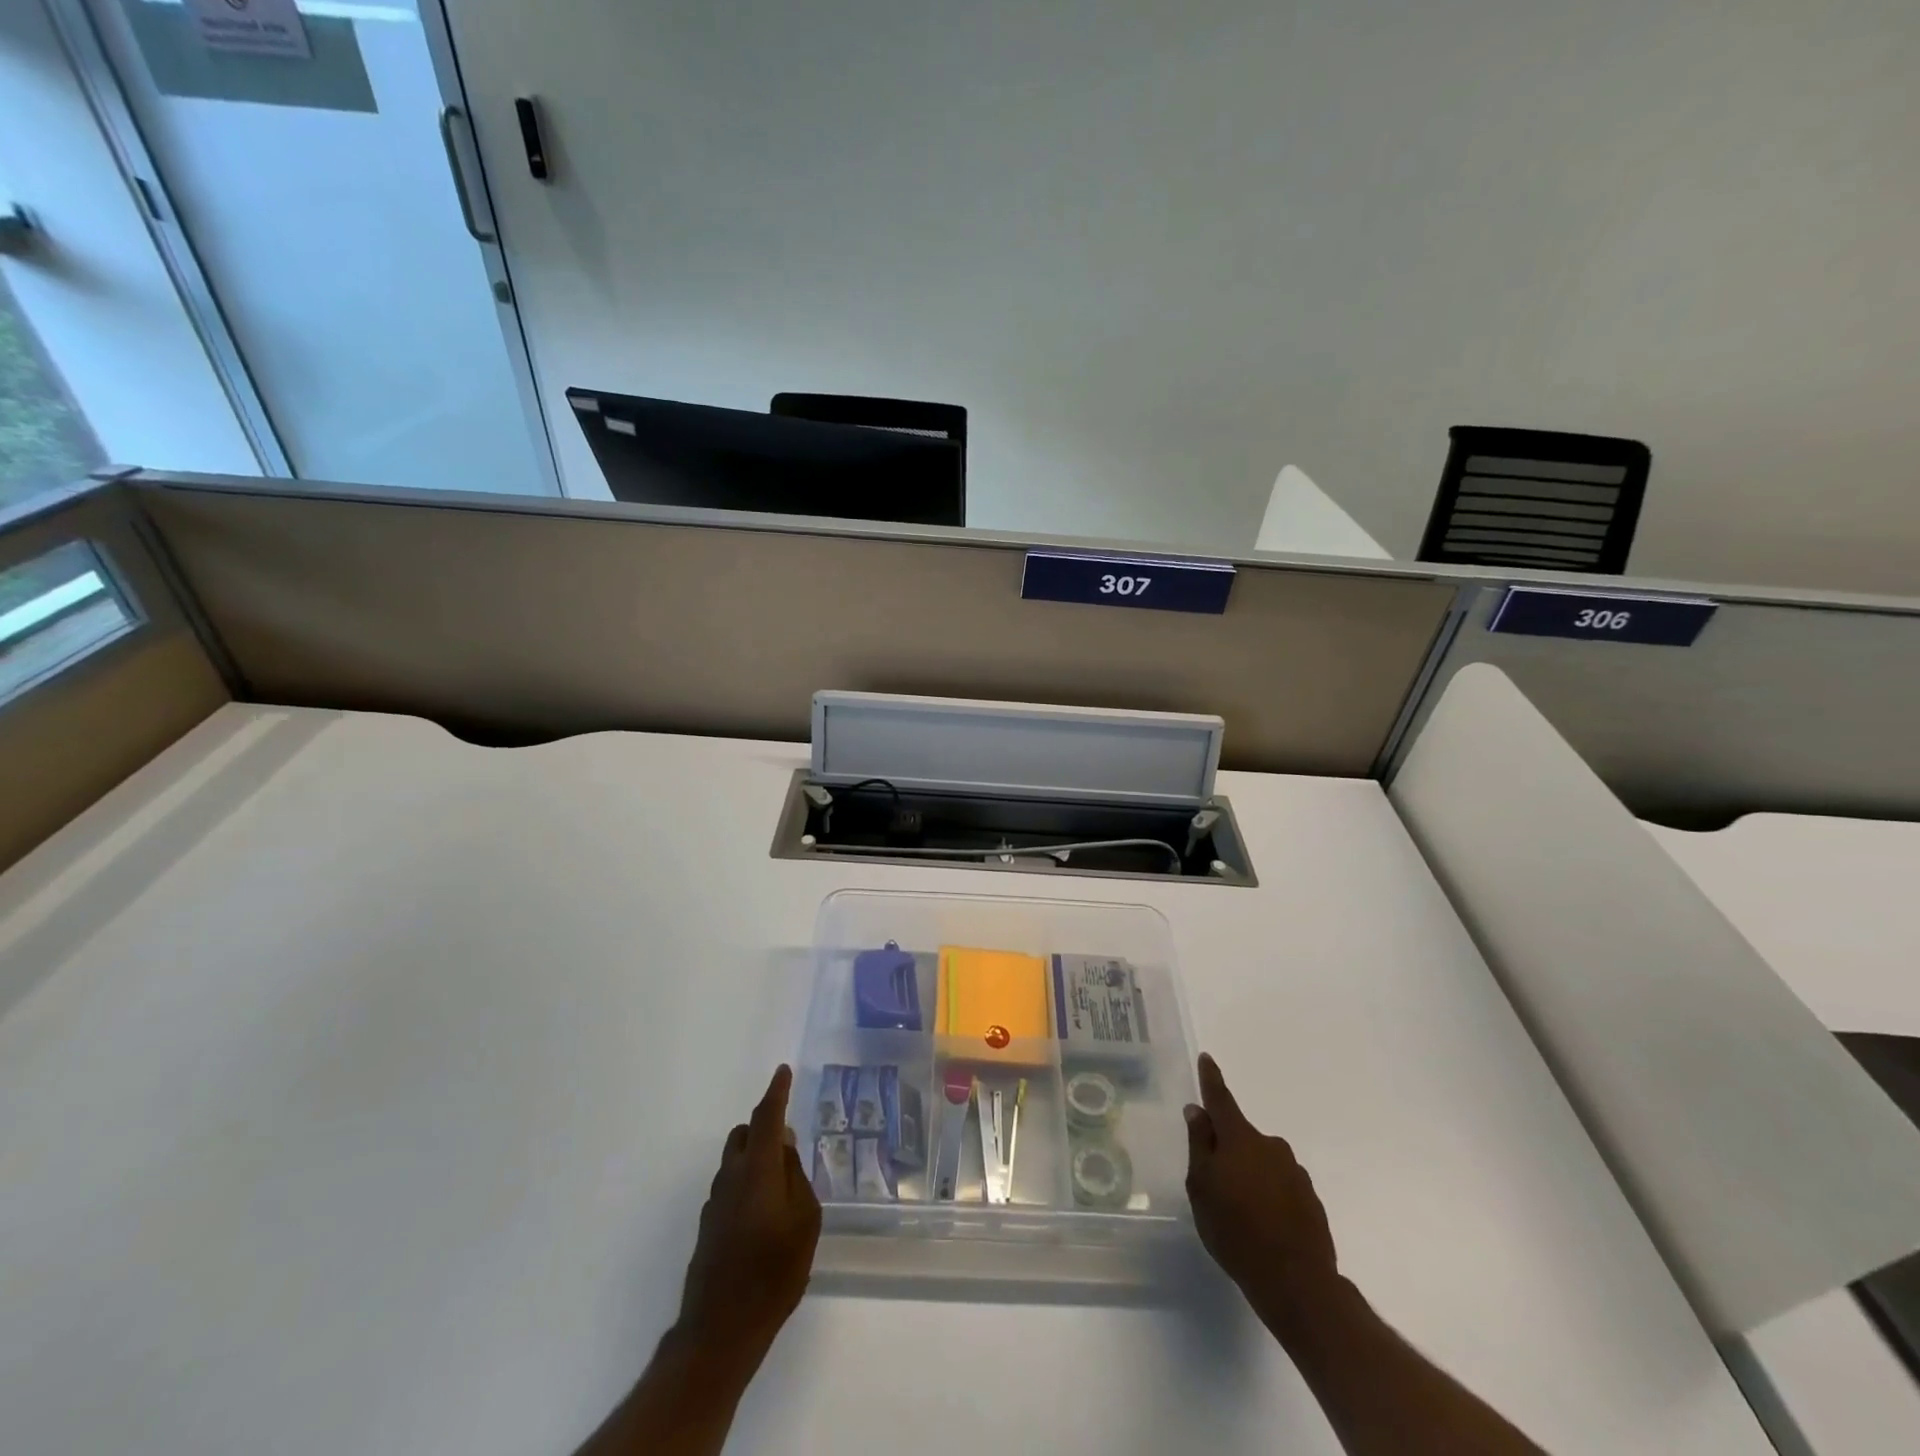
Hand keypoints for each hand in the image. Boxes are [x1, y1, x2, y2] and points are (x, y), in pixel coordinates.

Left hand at [676, 1065, 821, 1362]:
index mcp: (757, 1168)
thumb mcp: (804, 1219)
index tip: (782, 1071)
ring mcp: (715, 1202)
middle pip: (744, 1134)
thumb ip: (794, 1175)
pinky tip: (764, 1212)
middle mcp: (731, 1177)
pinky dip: (748, 1182)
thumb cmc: (774, 1271)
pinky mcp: (709, 1226)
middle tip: (789, 1138)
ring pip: (735, 1160)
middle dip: (764, 1126)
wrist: (721, 1329)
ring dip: (755, 1156)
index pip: (766, 1117)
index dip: (776, 1092)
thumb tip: (784, 1143)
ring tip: (781, 1180)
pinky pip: (731, 1186)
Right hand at [1185, 1052, 1337, 1313]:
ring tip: (1241, 1212)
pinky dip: (1271, 1196)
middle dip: (1229, 1149)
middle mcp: (1271, 1146)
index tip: (1207, 1058)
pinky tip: (1265, 1225)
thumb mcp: (1201, 1188)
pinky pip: (1282, 1187)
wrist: (1297, 1283)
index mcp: (1240, 1138)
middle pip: (1242, 1137)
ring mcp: (1295, 1172)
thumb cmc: (1235, 1230)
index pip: (1221, 1099)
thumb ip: (1199, 1145)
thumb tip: (1197, 1110)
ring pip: (1264, 1163)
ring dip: (1251, 1175)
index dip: (1211, 1079)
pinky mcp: (1312, 1201)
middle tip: (1216, 1181)